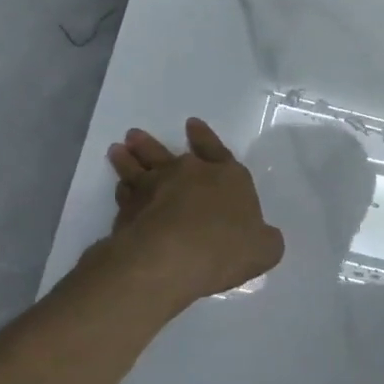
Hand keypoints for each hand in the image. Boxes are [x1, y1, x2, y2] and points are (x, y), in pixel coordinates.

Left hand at [102, 118, 284, 306]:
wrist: (171, 259)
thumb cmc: (226, 248)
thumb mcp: (264, 249)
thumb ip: (264, 239)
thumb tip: (263, 237)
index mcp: (227, 177)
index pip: (217, 151)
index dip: (206, 138)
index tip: (191, 124)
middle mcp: (189, 175)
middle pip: (170, 154)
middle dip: (154, 144)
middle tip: (135, 135)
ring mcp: (155, 189)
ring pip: (139, 168)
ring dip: (129, 159)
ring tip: (118, 150)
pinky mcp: (129, 210)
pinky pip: (125, 193)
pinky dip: (123, 189)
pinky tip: (120, 188)